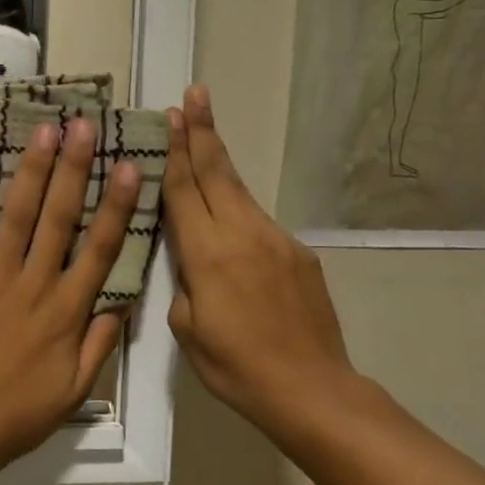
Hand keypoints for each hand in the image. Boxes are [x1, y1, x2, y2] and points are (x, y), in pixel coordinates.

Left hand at [0, 117, 140, 477]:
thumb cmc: (17, 413)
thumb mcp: (74, 389)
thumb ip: (100, 344)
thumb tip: (122, 303)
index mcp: (67, 311)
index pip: (101, 248)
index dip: (118, 206)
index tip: (130, 168)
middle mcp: (34, 285)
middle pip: (60, 218)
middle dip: (75, 169)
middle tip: (84, 126)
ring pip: (17, 215)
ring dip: (32, 169)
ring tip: (44, 129)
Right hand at [163, 87, 356, 431]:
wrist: (312, 389)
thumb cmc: (237, 367)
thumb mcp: (187, 330)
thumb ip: (182, 284)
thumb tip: (188, 262)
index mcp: (208, 254)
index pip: (186, 190)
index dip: (175, 151)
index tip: (171, 115)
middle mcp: (243, 234)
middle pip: (217, 172)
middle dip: (202, 131)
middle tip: (195, 95)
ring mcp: (276, 240)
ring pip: (240, 191)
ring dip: (219, 161)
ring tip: (205, 135)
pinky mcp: (299, 253)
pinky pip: (259, 222)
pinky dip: (239, 208)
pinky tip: (230, 220)